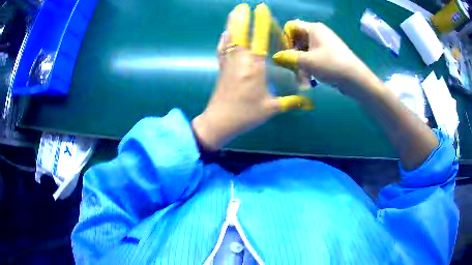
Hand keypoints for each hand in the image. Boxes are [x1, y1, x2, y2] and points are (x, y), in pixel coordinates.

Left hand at [192, 4, 311, 149]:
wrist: (219, 122)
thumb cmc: (246, 115)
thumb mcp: (271, 109)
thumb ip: (291, 103)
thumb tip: (309, 103)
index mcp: (255, 67)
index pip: (259, 39)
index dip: (260, 22)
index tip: (260, 8)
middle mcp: (240, 61)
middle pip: (240, 34)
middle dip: (241, 17)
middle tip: (242, 5)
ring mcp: (228, 63)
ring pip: (229, 39)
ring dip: (232, 24)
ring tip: (234, 12)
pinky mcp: (221, 69)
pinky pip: (222, 49)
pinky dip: (224, 39)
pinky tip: (225, 33)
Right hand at [273, 20, 376, 98]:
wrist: (355, 78)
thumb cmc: (330, 64)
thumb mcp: (305, 61)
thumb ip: (288, 57)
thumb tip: (276, 57)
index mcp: (313, 28)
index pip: (291, 26)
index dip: (285, 38)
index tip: (284, 52)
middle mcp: (319, 33)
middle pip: (298, 39)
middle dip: (292, 54)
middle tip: (291, 68)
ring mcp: (325, 44)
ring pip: (306, 50)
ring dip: (300, 63)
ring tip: (301, 79)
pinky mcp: (330, 54)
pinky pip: (314, 56)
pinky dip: (310, 66)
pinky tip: (309, 79)